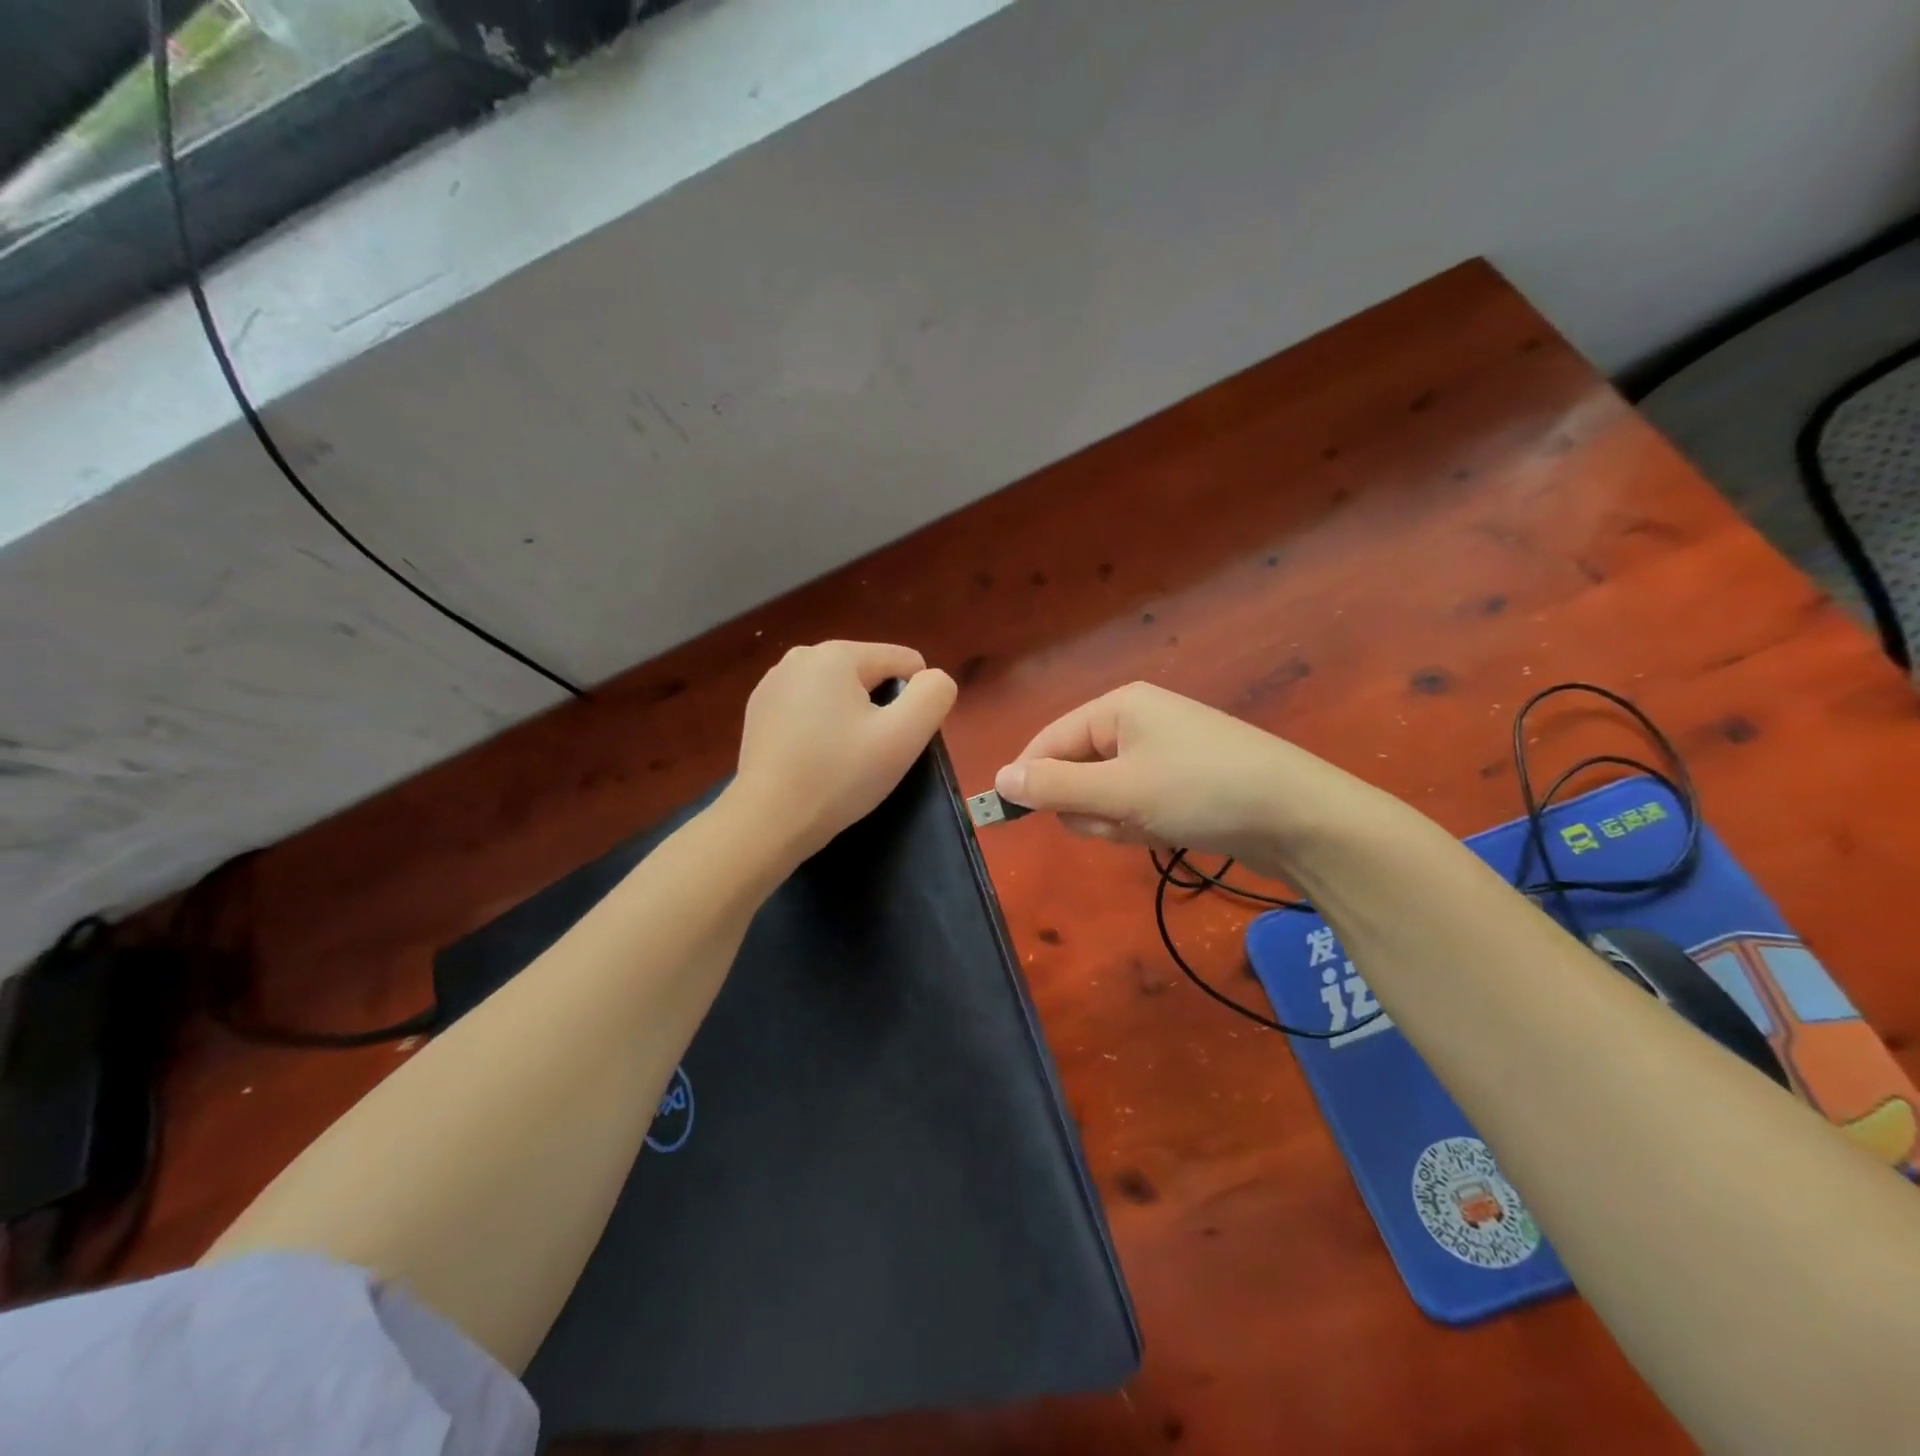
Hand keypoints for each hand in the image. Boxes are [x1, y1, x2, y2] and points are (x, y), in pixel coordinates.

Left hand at [732, 641, 957, 863]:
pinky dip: (821, 728)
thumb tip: (934, 679)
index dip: (913, 703)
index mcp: (837, 654)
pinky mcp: (759, 709)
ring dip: (851, 719)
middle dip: (879, 709)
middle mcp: (801, 655)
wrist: (767, 821)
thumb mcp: (903, 737)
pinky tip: (812, 760)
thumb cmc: (839, 777)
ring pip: (840, 692)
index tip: (893, 741)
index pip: (905, 662)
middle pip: (870, 675)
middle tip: (868, 755)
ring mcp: (774, 682)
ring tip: (840, 760)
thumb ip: (933, 696)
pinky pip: (810, 708)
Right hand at [995, 681, 1370, 873]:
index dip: (1029, 777)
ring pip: (1105, 794)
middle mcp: (1137, 722)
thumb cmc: (1200, 790)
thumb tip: (999, 779)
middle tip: (1115, 820)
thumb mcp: (1119, 791)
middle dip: (1087, 804)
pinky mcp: (1182, 783)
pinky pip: (1135, 804)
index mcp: (1118, 706)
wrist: (1299, 818)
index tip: (1008, 816)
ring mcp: (1163, 753)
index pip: (1050, 739)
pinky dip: (1140, 823)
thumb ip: (1055, 787)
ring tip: (1149, 827)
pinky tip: (1166, 832)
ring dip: (1115, 819)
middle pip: (1077, 768)